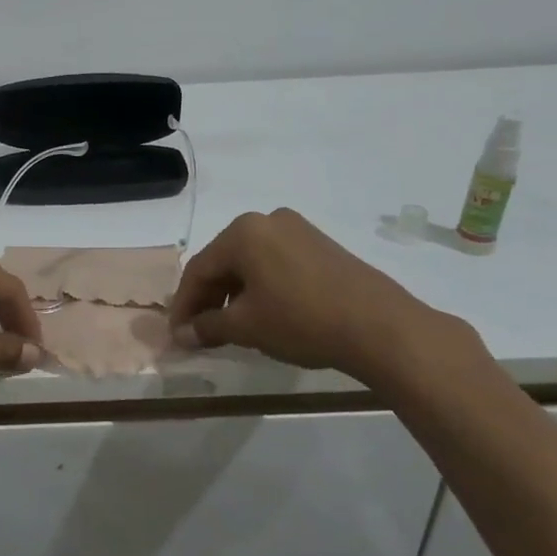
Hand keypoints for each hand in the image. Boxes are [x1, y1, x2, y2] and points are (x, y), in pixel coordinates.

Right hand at [168, 208, 468, 385]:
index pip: (199, 269)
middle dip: (208, 298)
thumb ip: (207, 326)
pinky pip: (276, 263)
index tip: (176, 333)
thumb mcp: (246, 326)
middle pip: (224, 262)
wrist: (380, 326)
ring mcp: (298, 230)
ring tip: (229, 328)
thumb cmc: (302, 320)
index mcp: (243, 232)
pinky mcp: (321, 245)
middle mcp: (267, 221)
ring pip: (250, 263)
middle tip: (199, 332)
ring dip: (234, 294)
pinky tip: (262, 313)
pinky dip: (261, 287)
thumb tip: (181, 334)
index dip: (183, 304)